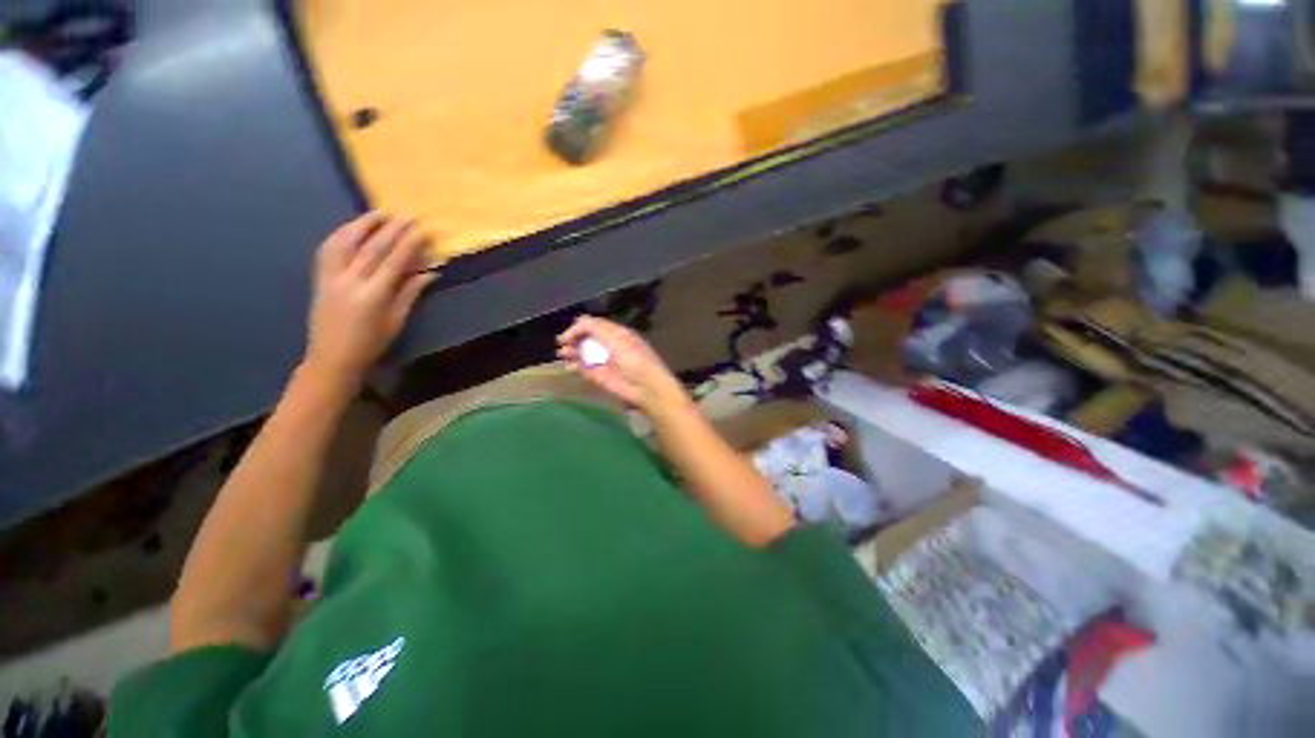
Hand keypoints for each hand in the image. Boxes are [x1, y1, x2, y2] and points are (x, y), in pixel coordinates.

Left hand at [303, 212, 436, 390]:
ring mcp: (331, 278)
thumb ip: (410, 293)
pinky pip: (328, 250)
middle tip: (405, 215)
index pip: (393, 262)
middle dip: (390, 230)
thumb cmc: (371, 343)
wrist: (331, 357)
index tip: (420, 230)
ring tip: (378, 214)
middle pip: (371, 248)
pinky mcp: (320, 278)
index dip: (408, 245)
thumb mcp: (396, 321)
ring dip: (362, 225)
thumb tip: (430, 273)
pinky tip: (351, 228)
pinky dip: (341, 235)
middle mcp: (349, 282)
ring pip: (345, 243)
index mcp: (372, 295)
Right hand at [557, 316, 688, 414]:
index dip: (579, 327)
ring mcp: (604, 361)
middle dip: (573, 339)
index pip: (594, 325)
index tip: (567, 334)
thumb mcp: (616, 337)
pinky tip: (568, 366)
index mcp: (616, 333)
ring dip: (571, 352)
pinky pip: (584, 368)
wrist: (645, 387)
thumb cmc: (633, 358)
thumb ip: (595, 327)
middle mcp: (609, 345)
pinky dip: (575, 366)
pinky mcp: (600, 376)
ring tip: (561, 354)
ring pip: (583, 353)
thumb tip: (576, 322)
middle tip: (561, 343)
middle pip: (586, 338)